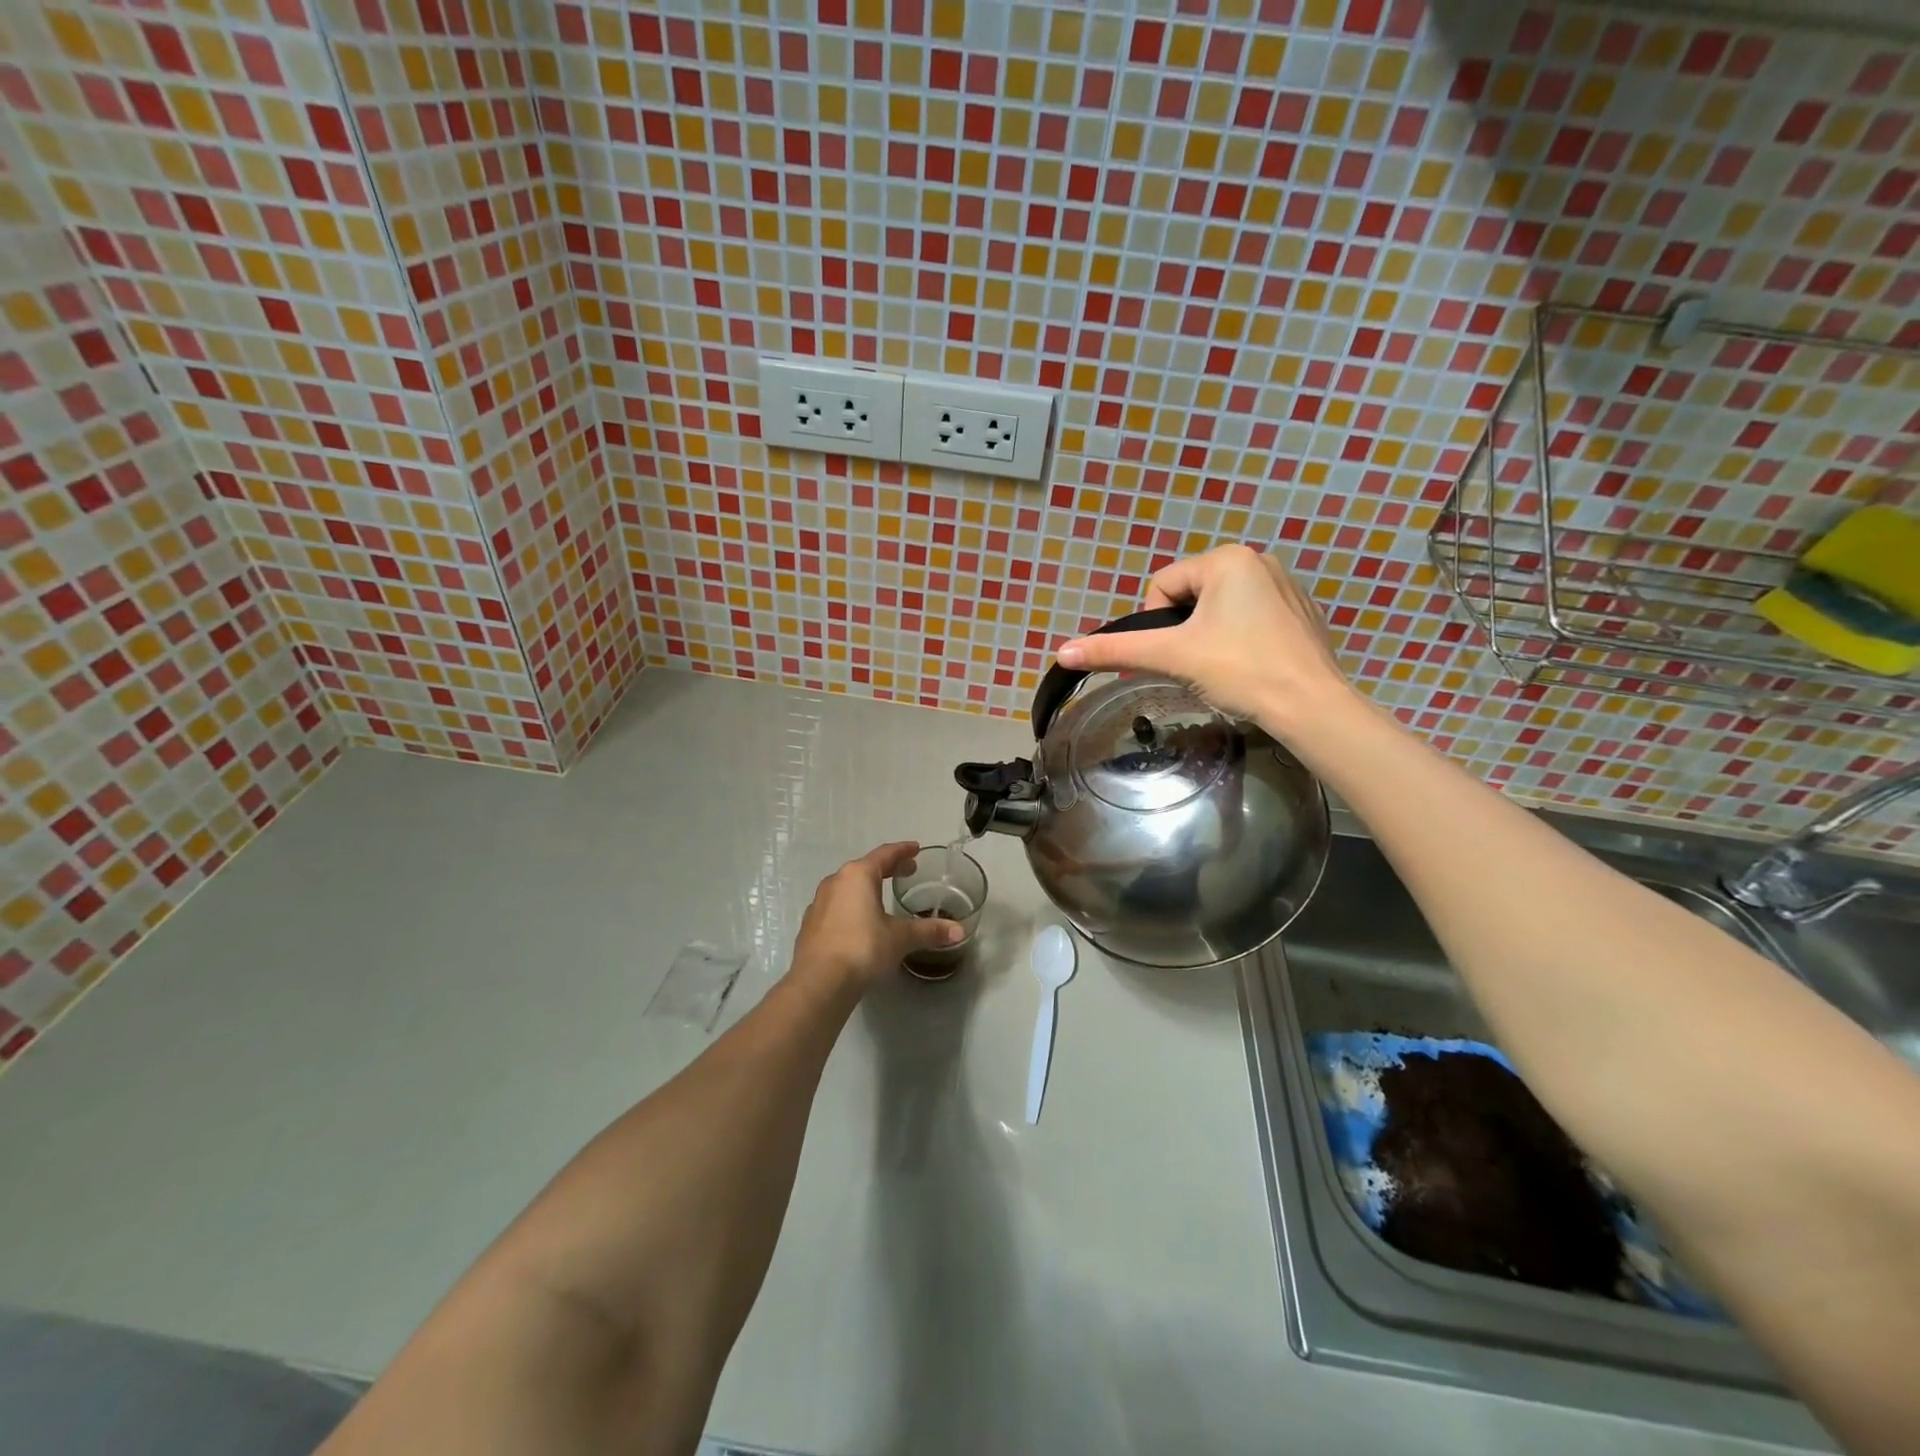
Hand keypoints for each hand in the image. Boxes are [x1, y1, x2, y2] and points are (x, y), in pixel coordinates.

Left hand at [790, 842, 961, 993]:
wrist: (819, 982)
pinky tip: (859, 921)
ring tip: (882, 896)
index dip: (902, 851)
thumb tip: (959, 931)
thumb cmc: (863, 948)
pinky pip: (836, 906)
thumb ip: (929, 931)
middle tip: (906, 871)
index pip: (884, 855)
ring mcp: (819, 903)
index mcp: (858, 876)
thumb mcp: (900, 938)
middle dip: (887, 869)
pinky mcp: (810, 925)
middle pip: (865, 868)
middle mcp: (835, 882)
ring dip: (866, 888)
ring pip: (847, 887)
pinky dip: (851, 906)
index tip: (915, 849)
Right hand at [1056, 544, 1356, 733]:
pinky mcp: (1301, 612)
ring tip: (1223, 668)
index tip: (1176, 656)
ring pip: (1220, 608)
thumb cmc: (1240, 671)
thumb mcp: (1172, 657)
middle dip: (1185, 631)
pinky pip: (1251, 617)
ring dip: (1209, 635)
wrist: (1311, 706)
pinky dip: (1240, 639)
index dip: (1156, 625)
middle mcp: (1259, 559)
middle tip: (1197, 665)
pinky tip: (1250, 666)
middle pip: (1191, 595)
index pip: (1163, 586)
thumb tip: (1061, 652)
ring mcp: (1286, 585)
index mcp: (1227, 559)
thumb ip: (1115, 651)